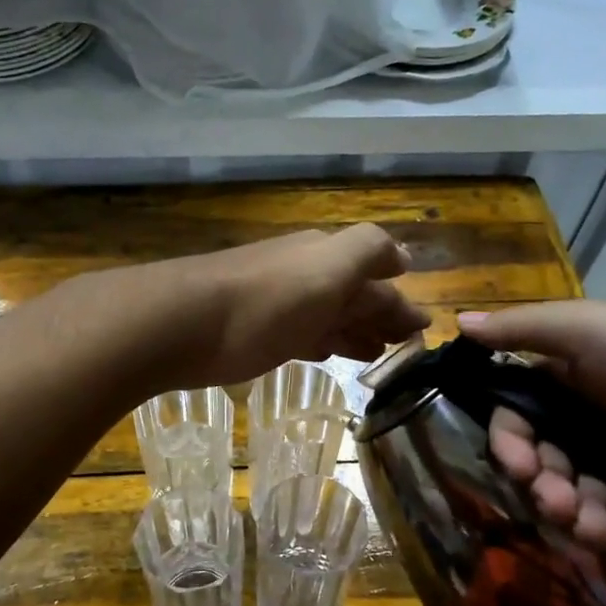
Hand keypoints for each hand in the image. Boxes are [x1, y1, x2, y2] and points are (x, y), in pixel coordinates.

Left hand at [145, 223, 428, 388]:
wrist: (181, 323)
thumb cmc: (266, 300)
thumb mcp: (329, 266)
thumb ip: (369, 252)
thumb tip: (404, 258)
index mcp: (326, 256)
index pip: (377, 274)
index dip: (401, 300)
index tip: (424, 328)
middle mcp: (303, 274)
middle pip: (352, 294)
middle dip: (381, 315)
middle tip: (405, 344)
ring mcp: (276, 304)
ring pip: (327, 315)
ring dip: (354, 329)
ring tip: (376, 353)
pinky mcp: (252, 333)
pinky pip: (299, 334)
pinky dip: (321, 341)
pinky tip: (325, 354)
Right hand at [458, 297, 605, 503]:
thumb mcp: (593, 328)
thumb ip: (523, 330)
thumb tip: (456, 322)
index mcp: (572, 366)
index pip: (516, 411)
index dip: (510, 442)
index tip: (518, 468)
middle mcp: (594, 404)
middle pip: (544, 456)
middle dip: (544, 485)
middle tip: (560, 508)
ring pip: (578, 488)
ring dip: (576, 512)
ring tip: (597, 532)